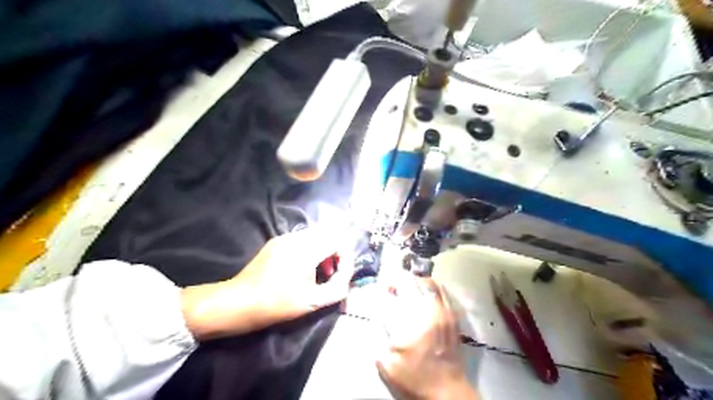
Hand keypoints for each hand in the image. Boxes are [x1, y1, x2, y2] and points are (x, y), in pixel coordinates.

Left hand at [181, 227, 352, 340]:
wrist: (238, 302)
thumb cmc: (276, 304)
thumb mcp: (311, 303)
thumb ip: (337, 288)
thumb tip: (346, 276)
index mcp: (306, 251)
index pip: (337, 241)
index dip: (345, 256)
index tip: (341, 273)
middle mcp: (296, 238)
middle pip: (327, 234)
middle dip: (335, 251)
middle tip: (331, 272)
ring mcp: (284, 237)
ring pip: (314, 235)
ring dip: (322, 249)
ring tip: (318, 271)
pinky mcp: (275, 241)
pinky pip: (301, 238)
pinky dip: (310, 248)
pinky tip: (302, 267)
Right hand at [374, 275, 478, 399]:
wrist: (447, 391)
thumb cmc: (416, 378)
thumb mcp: (388, 364)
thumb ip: (379, 340)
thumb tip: (378, 320)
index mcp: (412, 320)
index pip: (398, 291)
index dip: (388, 285)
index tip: (382, 288)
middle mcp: (429, 310)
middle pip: (414, 282)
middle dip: (400, 280)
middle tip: (392, 286)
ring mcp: (444, 312)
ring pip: (430, 283)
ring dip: (416, 281)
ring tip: (408, 286)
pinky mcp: (453, 317)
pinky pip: (443, 293)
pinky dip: (432, 288)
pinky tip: (425, 293)